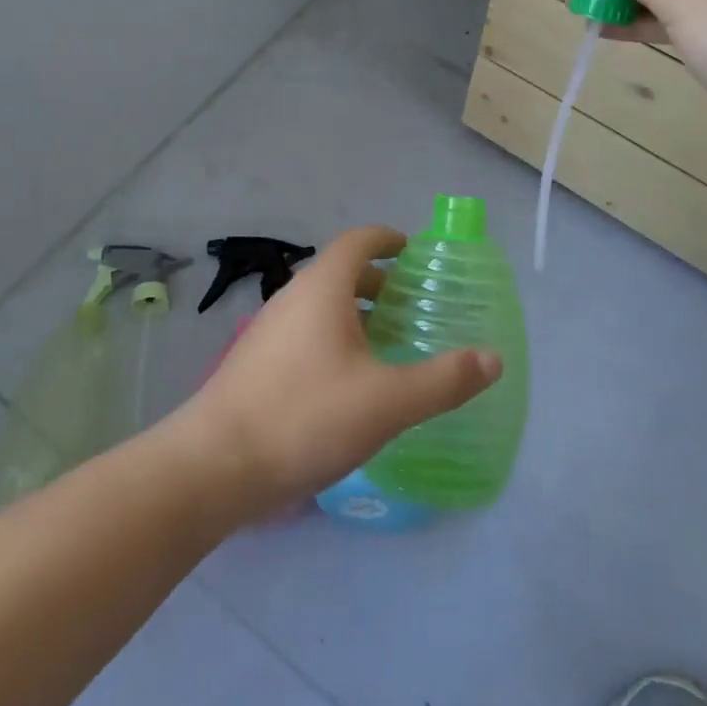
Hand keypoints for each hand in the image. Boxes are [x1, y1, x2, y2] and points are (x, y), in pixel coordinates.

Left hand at [172, 226, 501, 520]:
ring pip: (320, 304)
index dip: (387, 239)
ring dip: (354, 312)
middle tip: (409, 305)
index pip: (358, 241)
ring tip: (384, 344)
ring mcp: (268, 329)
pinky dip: (332, 336)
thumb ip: (443, 380)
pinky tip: (346, 382)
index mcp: (323, 289)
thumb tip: (492, 359)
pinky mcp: (255, 362)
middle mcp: (292, 297)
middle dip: (377, 282)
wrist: (214, 466)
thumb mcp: (387, 402)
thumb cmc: (305, 418)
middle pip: (339, 272)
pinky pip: (304, 331)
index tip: (413, 252)